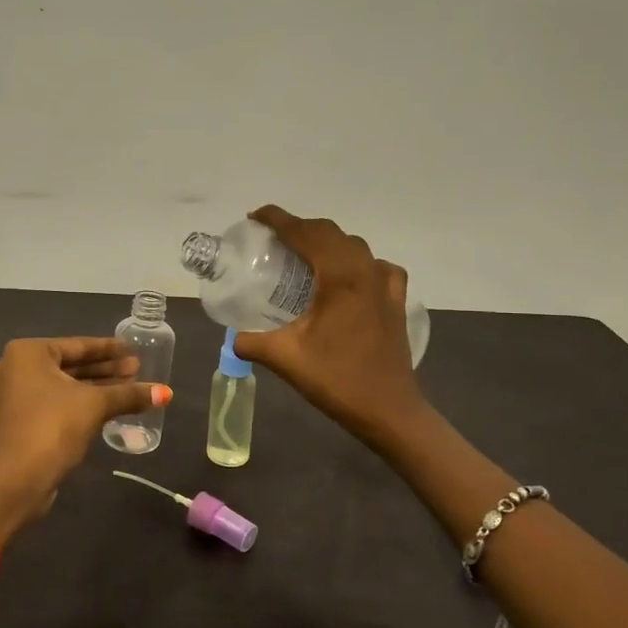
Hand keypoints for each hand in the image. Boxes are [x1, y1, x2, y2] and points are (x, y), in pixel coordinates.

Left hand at [0, 337, 171, 540]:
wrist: (15, 482)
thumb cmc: (51, 428)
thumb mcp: (94, 406)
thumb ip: (128, 395)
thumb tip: (166, 392)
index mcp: (29, 353)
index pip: (78, 345)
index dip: (109, 349)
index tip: (134, 350)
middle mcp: (18, 368)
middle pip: (72, 365)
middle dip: (106, 370)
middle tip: (138, 370)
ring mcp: (17, 395)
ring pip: (66, 386)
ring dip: (97, 388)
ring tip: (132, 387)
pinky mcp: (22, 420)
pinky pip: (59, 403)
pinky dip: (82, 404)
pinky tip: (111, 407)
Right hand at [232, 206, 430, 451]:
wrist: (389, 410)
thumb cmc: (337, 380)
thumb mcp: (285, 358)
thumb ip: (251, 342)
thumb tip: (231, 337)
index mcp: (340, 277)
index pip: (305, 233)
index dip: (279, 220)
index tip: (255, 216)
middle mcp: (365, 271)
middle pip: (330, 233)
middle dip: (300, 228)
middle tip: (272, 238)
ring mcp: (385, 285)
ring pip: (354, 246)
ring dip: (327, 242)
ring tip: (303, 254)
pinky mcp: (396, 301)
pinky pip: (376, 266)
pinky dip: (357, 262)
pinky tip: (347, 278)